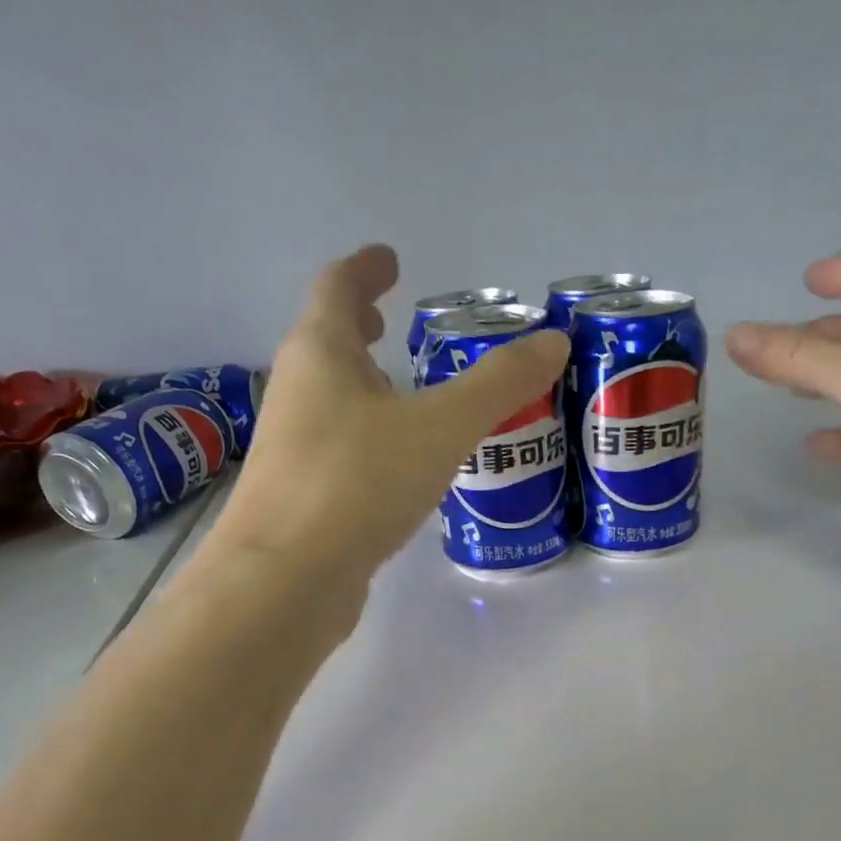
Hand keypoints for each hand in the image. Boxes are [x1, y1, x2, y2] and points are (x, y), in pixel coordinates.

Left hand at [211, 244, 569, 584]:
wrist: (287, 581)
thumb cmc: (358, 484)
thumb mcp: (441, 428)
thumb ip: (498, 386)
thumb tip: (554, 342)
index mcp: (320, 354)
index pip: (338, 287)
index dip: (366, 268)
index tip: (389, 259)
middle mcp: (296, 393)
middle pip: (326, 344)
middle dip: (357, 328)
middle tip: (389, 322)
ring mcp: (292, 450)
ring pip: (331, 402)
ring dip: (363, 388)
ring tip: (405, 396)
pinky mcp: (301, 500)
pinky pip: (338, 450)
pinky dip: (366, 440)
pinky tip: (397, 468)